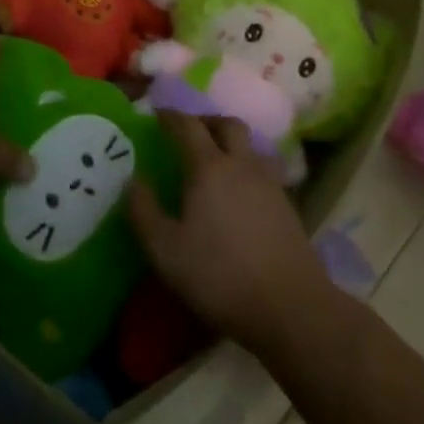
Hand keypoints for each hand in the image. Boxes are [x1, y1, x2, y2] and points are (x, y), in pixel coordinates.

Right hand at [127, 111, 329, 355]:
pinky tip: (238, 193)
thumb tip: (133, 180)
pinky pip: (263, 170)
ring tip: (215, 160)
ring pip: (250, 146)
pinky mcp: (288, 206)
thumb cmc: (219, 276)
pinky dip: (246, 168)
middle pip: (227, 124)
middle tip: (188, 133)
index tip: (156, 115)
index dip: (170, 116)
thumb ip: (143, 211)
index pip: (187, 126)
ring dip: (231, 143)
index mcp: (209, 167)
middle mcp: (242, 165)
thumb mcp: (165, 250)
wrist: (291, 308)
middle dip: (206, 121)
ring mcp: (270, 184)